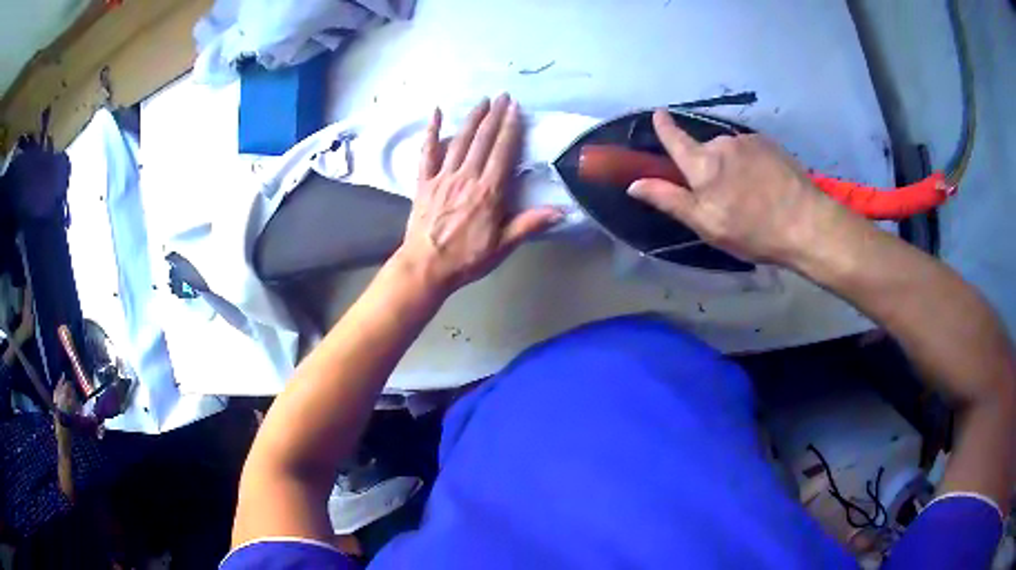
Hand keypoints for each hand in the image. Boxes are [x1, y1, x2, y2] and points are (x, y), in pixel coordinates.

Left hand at [394, 95, 561, 293]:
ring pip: (459, 141)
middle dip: (494, 116)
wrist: (425, 268)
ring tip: (482, 101)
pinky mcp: (423, 182)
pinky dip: (431, 131)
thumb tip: (561, 211)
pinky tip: (435, 112)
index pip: (503, 153)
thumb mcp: (502, 246)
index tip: (516, 109)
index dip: (510, 128)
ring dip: (472, 119)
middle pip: (482, 141)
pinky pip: (427, 152)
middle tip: (503, 96)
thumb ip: (529, 224)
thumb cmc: (466, 259)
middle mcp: (466, 178)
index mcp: (488, 192)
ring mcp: (443, 177)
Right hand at [627, 110, 853, 265]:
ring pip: (728, 150)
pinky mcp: (770, 144)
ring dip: (730, 165)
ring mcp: (748, 141)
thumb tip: (634, 184)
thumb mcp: (706, 224)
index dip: (663, 126)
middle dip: (706, 165)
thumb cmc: (752, 230)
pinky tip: (764, 185)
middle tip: (722, 196)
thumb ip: (669, 200)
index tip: (658, 115)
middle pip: (704, 149)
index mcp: (702, 164)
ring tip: (748, 194)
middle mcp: (722, 143)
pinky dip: (749, 163)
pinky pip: (749, 150)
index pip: (674, 137)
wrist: (806, 223)